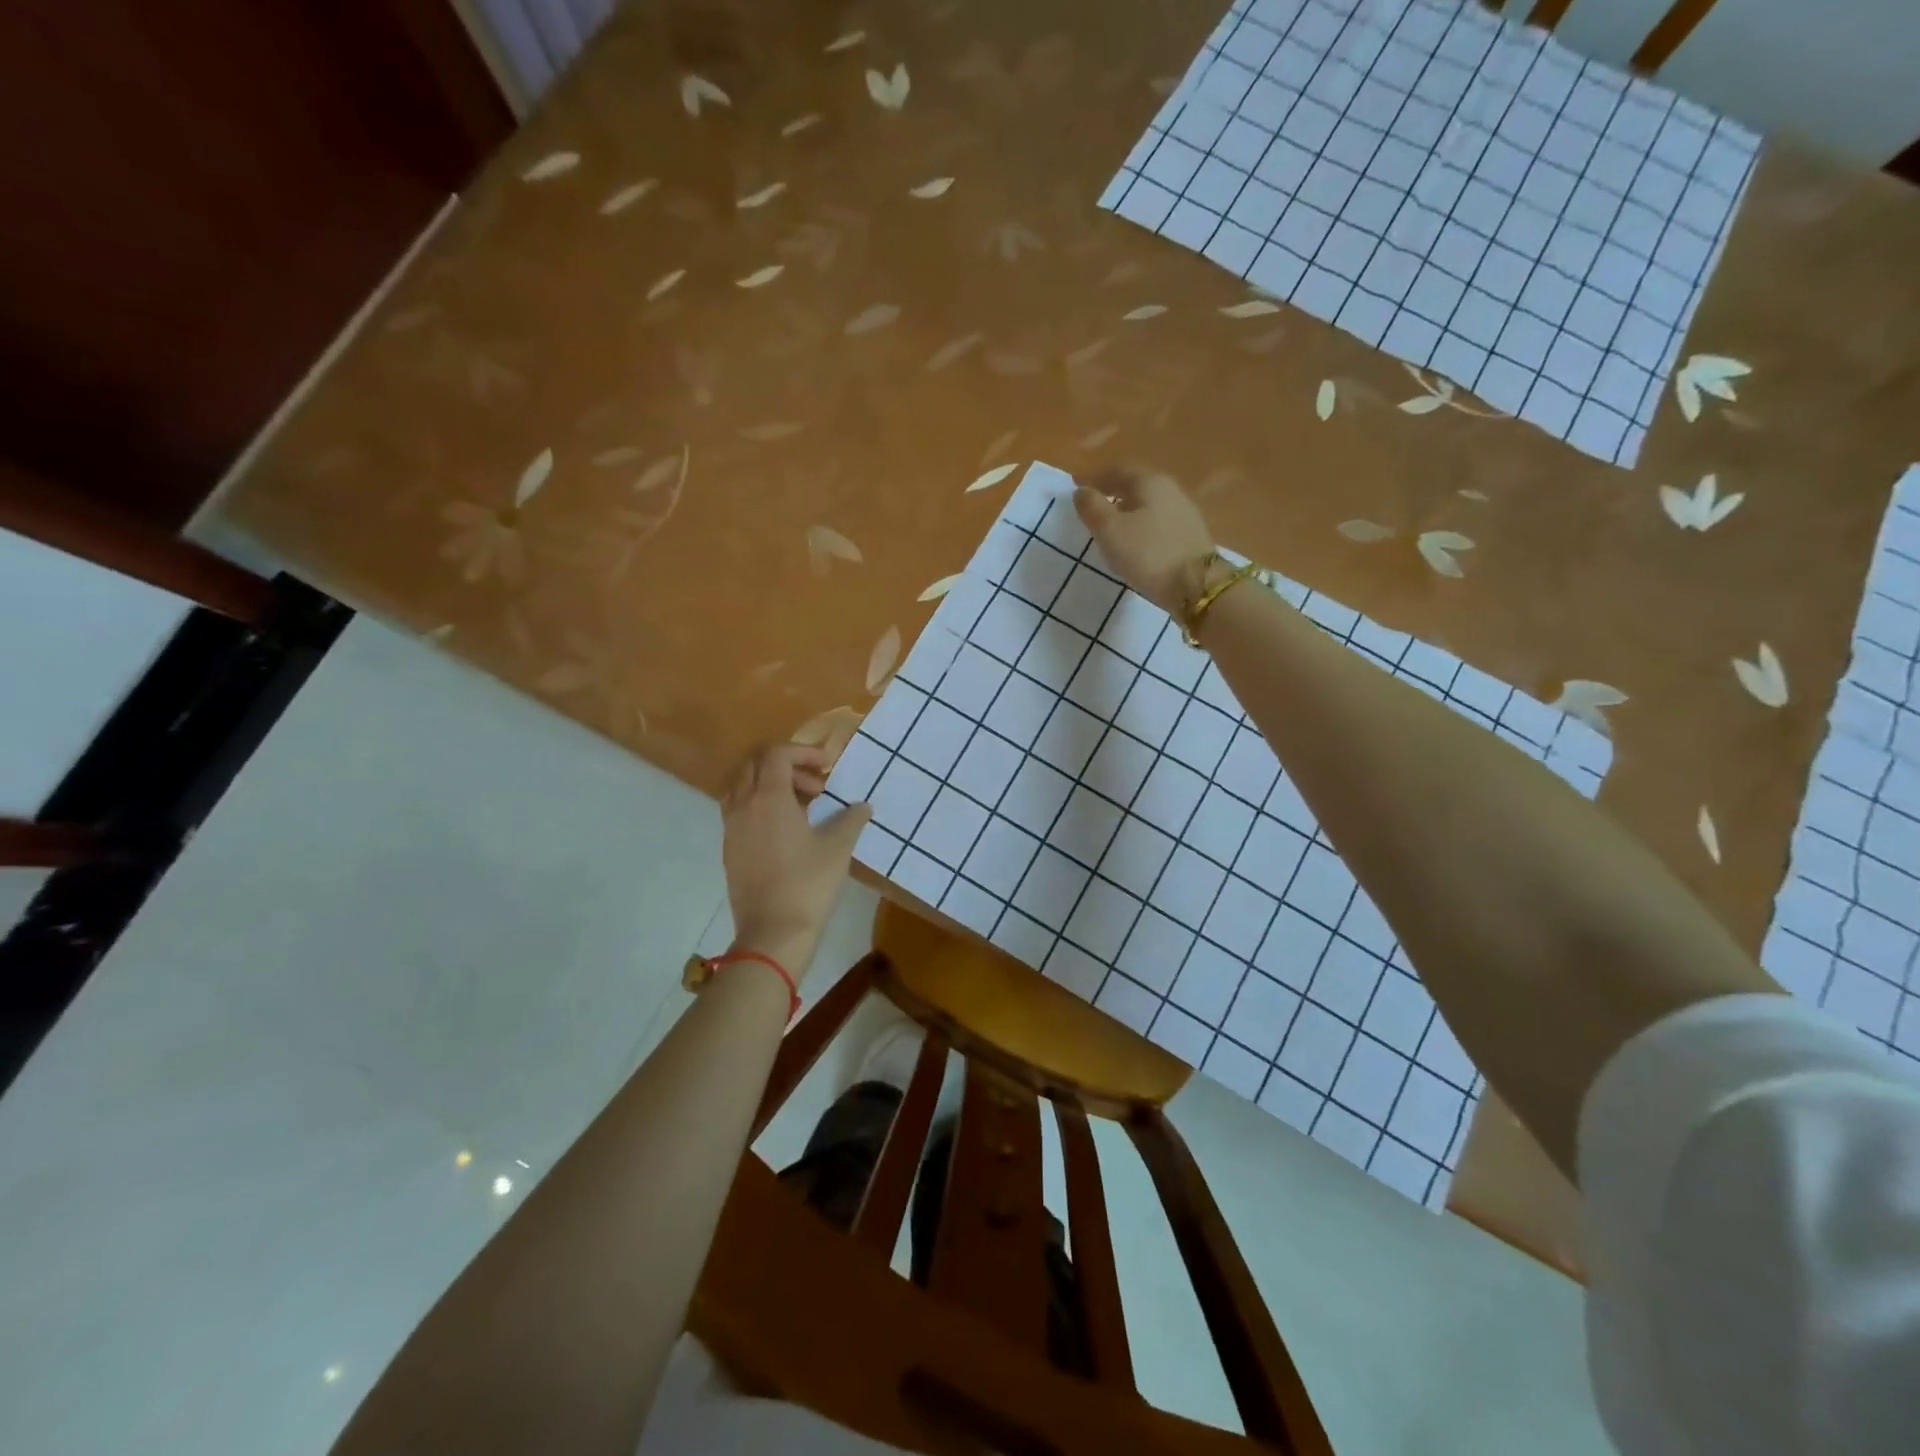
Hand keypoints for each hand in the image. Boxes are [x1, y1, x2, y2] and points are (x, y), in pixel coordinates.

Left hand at [721, 743, 869, 979]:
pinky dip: (759, 805)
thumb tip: (863, 806)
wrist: (773, 932)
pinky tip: (784, 830)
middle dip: (787, 766)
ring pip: (743, 786)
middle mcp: (744, 805)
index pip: (777, 754)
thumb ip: (851, 819)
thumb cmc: (808, 884)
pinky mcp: (729, 848)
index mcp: (769, 798)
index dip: (803, 752)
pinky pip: (739, 810)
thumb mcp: (838, 848)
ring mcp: (731, 828)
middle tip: (816, 787)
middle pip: (755, 764)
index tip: (827, 766)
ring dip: (770, 784)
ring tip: (800, 806)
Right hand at [1074, 467, 1216, 616]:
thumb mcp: (1110, 530)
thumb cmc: (1147, 553)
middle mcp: (1171, 490)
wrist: (1197, 586)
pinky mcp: (1190, 536)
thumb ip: (1092, 507)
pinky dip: (1141, 524)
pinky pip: (1158, 521)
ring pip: (1149, 503)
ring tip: (1111, 522)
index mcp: (1150, 482)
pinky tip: (1135, 541)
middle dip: (1113, 489)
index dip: (1095, 476)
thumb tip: (1082, 491)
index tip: (1076, 484)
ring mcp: (1184, 513)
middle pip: (1136, 484)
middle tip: (1094, 500)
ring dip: (1127, 508)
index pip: (1118, 470)